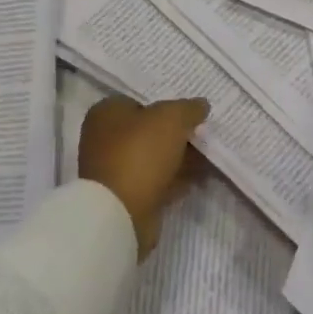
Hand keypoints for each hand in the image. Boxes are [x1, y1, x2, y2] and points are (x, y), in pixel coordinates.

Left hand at [79, 95, 210, 258]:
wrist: (120, 212)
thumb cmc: (140, 153)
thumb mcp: (171, 118)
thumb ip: (188, 108)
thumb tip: (201, 105)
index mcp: (106, 113)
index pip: (140, 101)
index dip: (167, 105)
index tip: (191, 115)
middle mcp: (104, 138)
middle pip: (148, 131)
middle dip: (177, 135)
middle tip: (203, 136)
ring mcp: (113, 169)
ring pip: (153, 158)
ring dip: (179, 158)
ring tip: (208, 158)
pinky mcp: (124, 196)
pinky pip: (155, 181)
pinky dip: (174, 179)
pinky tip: (197, 179)